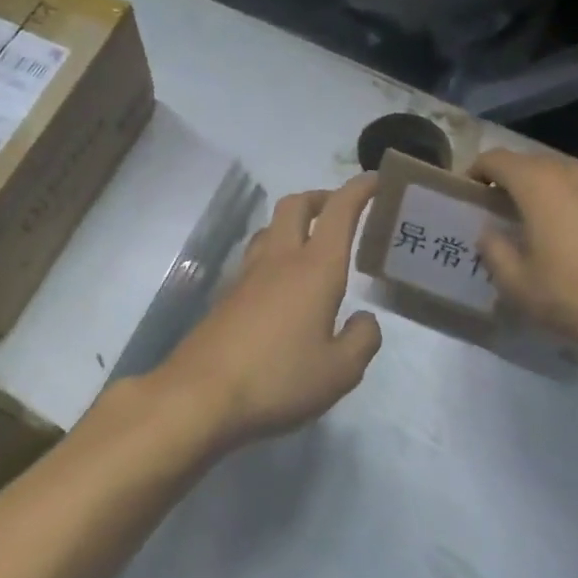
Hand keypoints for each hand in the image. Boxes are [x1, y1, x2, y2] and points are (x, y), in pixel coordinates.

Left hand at [158, 176, 382, 448]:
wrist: (200, 397)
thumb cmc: (279, 379)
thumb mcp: (341, 371)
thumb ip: (363, 339)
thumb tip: (364, 319)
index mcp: (315, 269)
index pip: (339, 211)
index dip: (360, 189)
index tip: (377, 180)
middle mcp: (279, 261)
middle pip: (296, 205)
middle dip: (322, 197)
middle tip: (342, 211)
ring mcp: (246, 277)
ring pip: (270, 228)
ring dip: (294, 223)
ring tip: (313, 245)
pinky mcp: (226, 298)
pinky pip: (255, 258)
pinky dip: (275, 253)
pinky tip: (283, 286)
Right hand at [470, 149, 577, 393]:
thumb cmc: (576, 298)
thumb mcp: (518, 285)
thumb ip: (494, 250)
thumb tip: (490, 232)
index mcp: (541, 185)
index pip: (497, 159)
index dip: (477, 171)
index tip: (468, 192)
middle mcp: (575, 172)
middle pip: (531, 162)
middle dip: (509, 180)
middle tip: (497, 210)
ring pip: (563, 174)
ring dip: (542, 189)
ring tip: (535, 221)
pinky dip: (572, 199)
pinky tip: (573, 232)